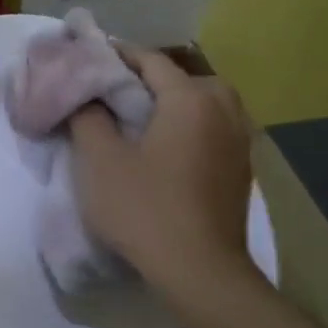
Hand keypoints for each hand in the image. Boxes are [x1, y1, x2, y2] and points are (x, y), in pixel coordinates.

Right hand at [68, 46, 260, 294]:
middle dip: (148, 78)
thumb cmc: (145, 209)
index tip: (88, 57)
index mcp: (191, 99)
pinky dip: (190, 126)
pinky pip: (213, 129)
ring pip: (204, 103)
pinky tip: (167, 148)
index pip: (150, 60)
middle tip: (115, 91)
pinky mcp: (241, 170)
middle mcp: (224, 110)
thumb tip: (86, 96)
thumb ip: (87, 117)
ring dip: (173, 102)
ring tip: (141, 118)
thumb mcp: (99, 160)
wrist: (200, 272)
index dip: (117, 55)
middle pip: (183, 78)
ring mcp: (239, 141)